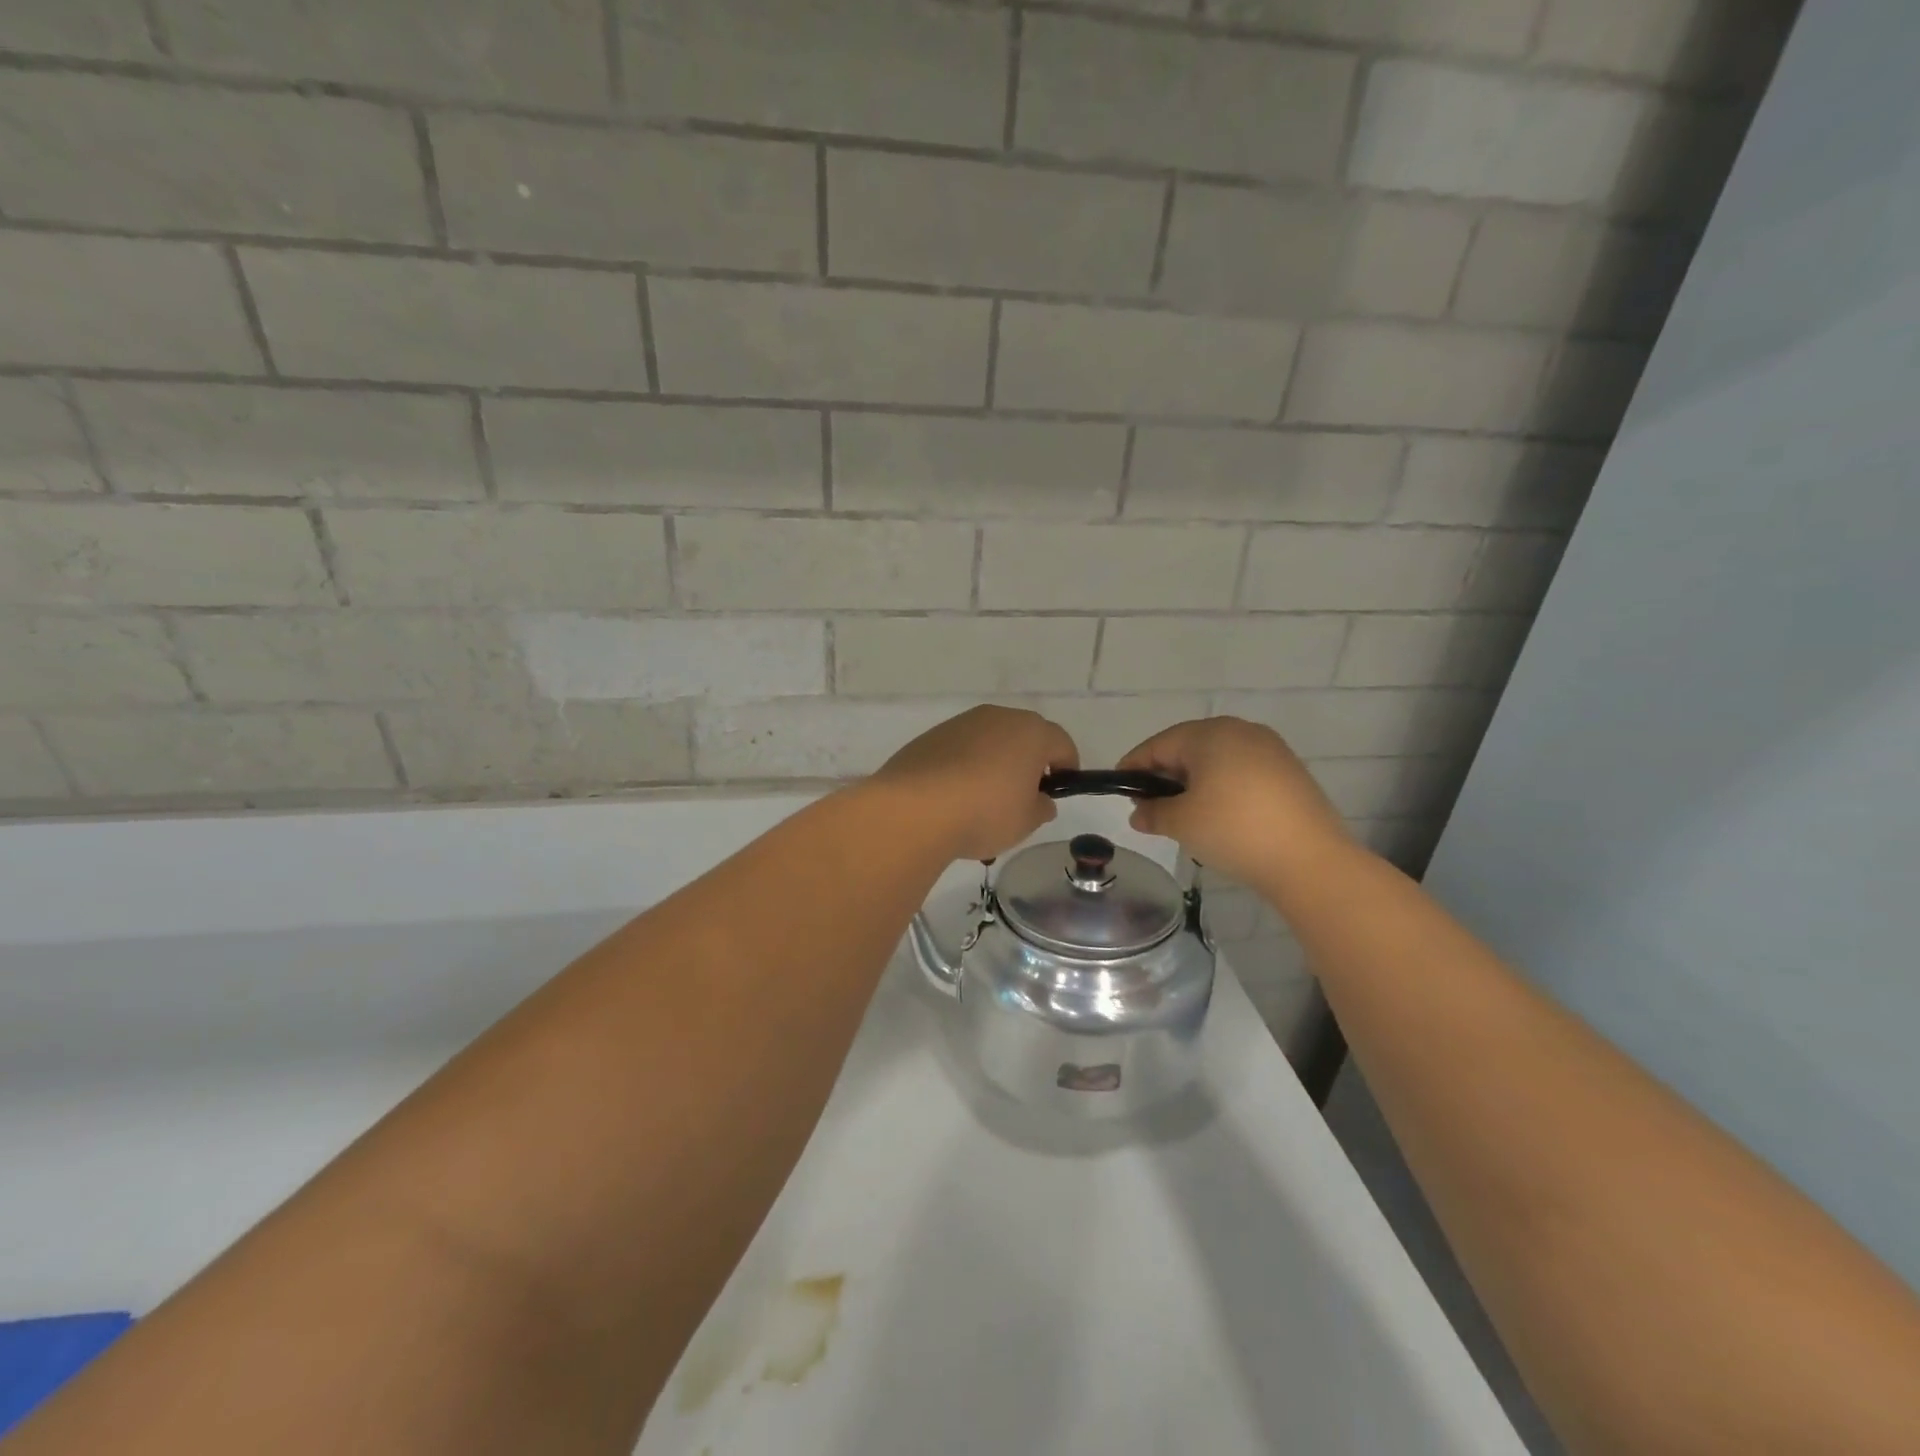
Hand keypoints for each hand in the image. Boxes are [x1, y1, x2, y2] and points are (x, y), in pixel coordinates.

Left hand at [871, 705, 1078, 861]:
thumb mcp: (1026, 821)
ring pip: (989, 741)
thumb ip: (1041, 807)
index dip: (1067, 767)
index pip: (1062, 743)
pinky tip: (954, 797)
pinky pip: (960, 749)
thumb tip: (1040, 799)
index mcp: (1030, 732)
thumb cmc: (985, 813)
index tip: (1059, 791)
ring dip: (994, 763)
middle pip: (1024, 736)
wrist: (915, 809)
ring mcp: (960, 723)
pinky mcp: (931, 736)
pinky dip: (964, 766)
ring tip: (983, 801)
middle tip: (1022, 796)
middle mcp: (997, 717)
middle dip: (1028, 762)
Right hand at [1118, 717, 1354, 890]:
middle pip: (1188, 748)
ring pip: (1217, 759)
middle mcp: (1240, 730)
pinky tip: (1219, 815)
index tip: (1120, 788)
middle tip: (1150, 805)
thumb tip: (1139, 814)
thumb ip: (1153, 813)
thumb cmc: (1233, 830)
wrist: (1310, 860)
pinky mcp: (1289, 771)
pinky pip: (1242, 771)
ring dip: (1194, 782)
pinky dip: (1222, 787)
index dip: (1134, 766)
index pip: (1158, 745)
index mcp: (1209, 734)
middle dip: (1165, 775)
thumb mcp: (1181, 823)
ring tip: (1183, 813)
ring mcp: (1270, 749)